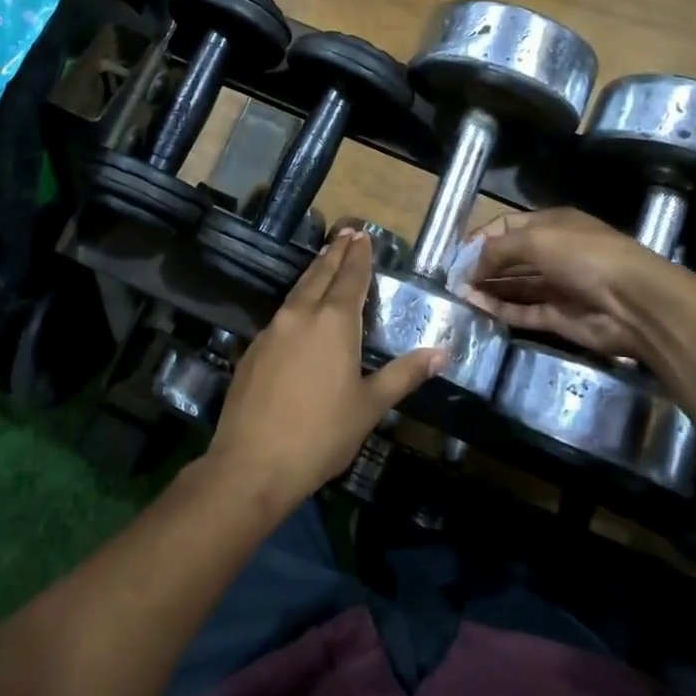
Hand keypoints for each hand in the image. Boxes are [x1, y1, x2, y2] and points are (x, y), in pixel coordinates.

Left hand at [209, 230, 445, 503]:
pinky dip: (296, 299)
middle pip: (320, 274)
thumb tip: (442, 352)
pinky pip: (281, 312)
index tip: (363, 235)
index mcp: (333, 322)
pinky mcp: (254, 349)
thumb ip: (403, 375)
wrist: (253, 462)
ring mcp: (272, 330)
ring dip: (314, 272)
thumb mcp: (370, 406)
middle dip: (335, 253)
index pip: (350, 278)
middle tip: (346, 233)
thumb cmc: (322, 434)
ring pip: (297, 290)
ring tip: (325, 259)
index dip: (358, 256)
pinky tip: (299, 310)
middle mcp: (301, 315)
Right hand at [462, 207, 695, 359]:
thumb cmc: (584, 256)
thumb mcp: (536, 240)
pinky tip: (476, 308)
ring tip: (458, 295)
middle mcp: (555, 253)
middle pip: (510, 258)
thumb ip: (497, 250)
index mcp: (553, 225)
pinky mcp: (559, 317)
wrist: (634, 303)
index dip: (482, 238)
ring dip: (488, 289)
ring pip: (515, 286)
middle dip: (482, 265)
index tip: (456, 254)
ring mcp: (557, 287)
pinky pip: (523, 311)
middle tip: (452, 279)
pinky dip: (500, 309)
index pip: (508, 227)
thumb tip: (470, 266)